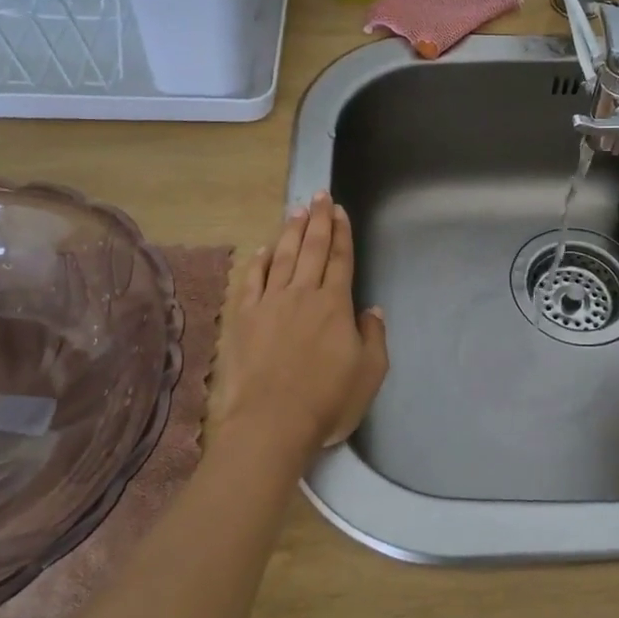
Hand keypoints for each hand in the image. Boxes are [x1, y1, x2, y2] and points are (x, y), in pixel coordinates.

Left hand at [210, 193, 388, 462]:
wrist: (272, 422)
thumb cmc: (328, 401)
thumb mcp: (370, 373)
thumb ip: (373, 336)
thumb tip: (372, 309)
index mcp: (335, 304)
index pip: (340, 259)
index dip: (341, 233)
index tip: (339, 210)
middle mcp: (303, 294)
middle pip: (311, 248)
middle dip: (317, 220)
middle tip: (318, 195)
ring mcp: (270, 303)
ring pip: (282, 257)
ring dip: (290, 231)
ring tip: (295, 210)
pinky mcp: (244, 318)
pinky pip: (252, 280)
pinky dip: (258, 261)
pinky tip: (262, 249)